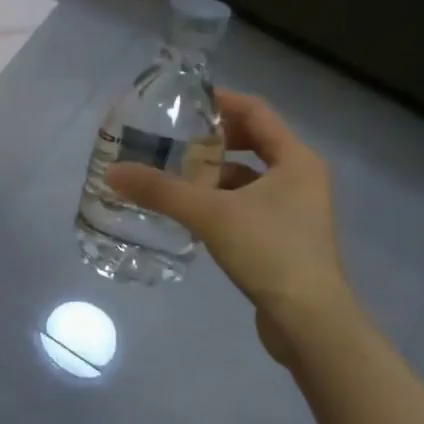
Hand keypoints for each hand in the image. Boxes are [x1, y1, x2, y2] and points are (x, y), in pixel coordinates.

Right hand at [107, 89, 354, 357]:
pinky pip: (249, 203)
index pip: (256, 112)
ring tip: (175, 174)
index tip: (183, 102)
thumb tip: (114, 172)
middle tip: (174, 138)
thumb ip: (161, 191)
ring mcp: (297, 209)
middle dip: (213, 138)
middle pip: (253, 141)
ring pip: (250, 176)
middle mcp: (301, 177)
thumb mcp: (210, 214)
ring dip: (215, 172)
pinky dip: (222, 200)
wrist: (309, 321)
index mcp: (296, 159)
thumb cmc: (269, 252)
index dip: (220, 101)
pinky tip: (192, 212)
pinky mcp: (286, 237)